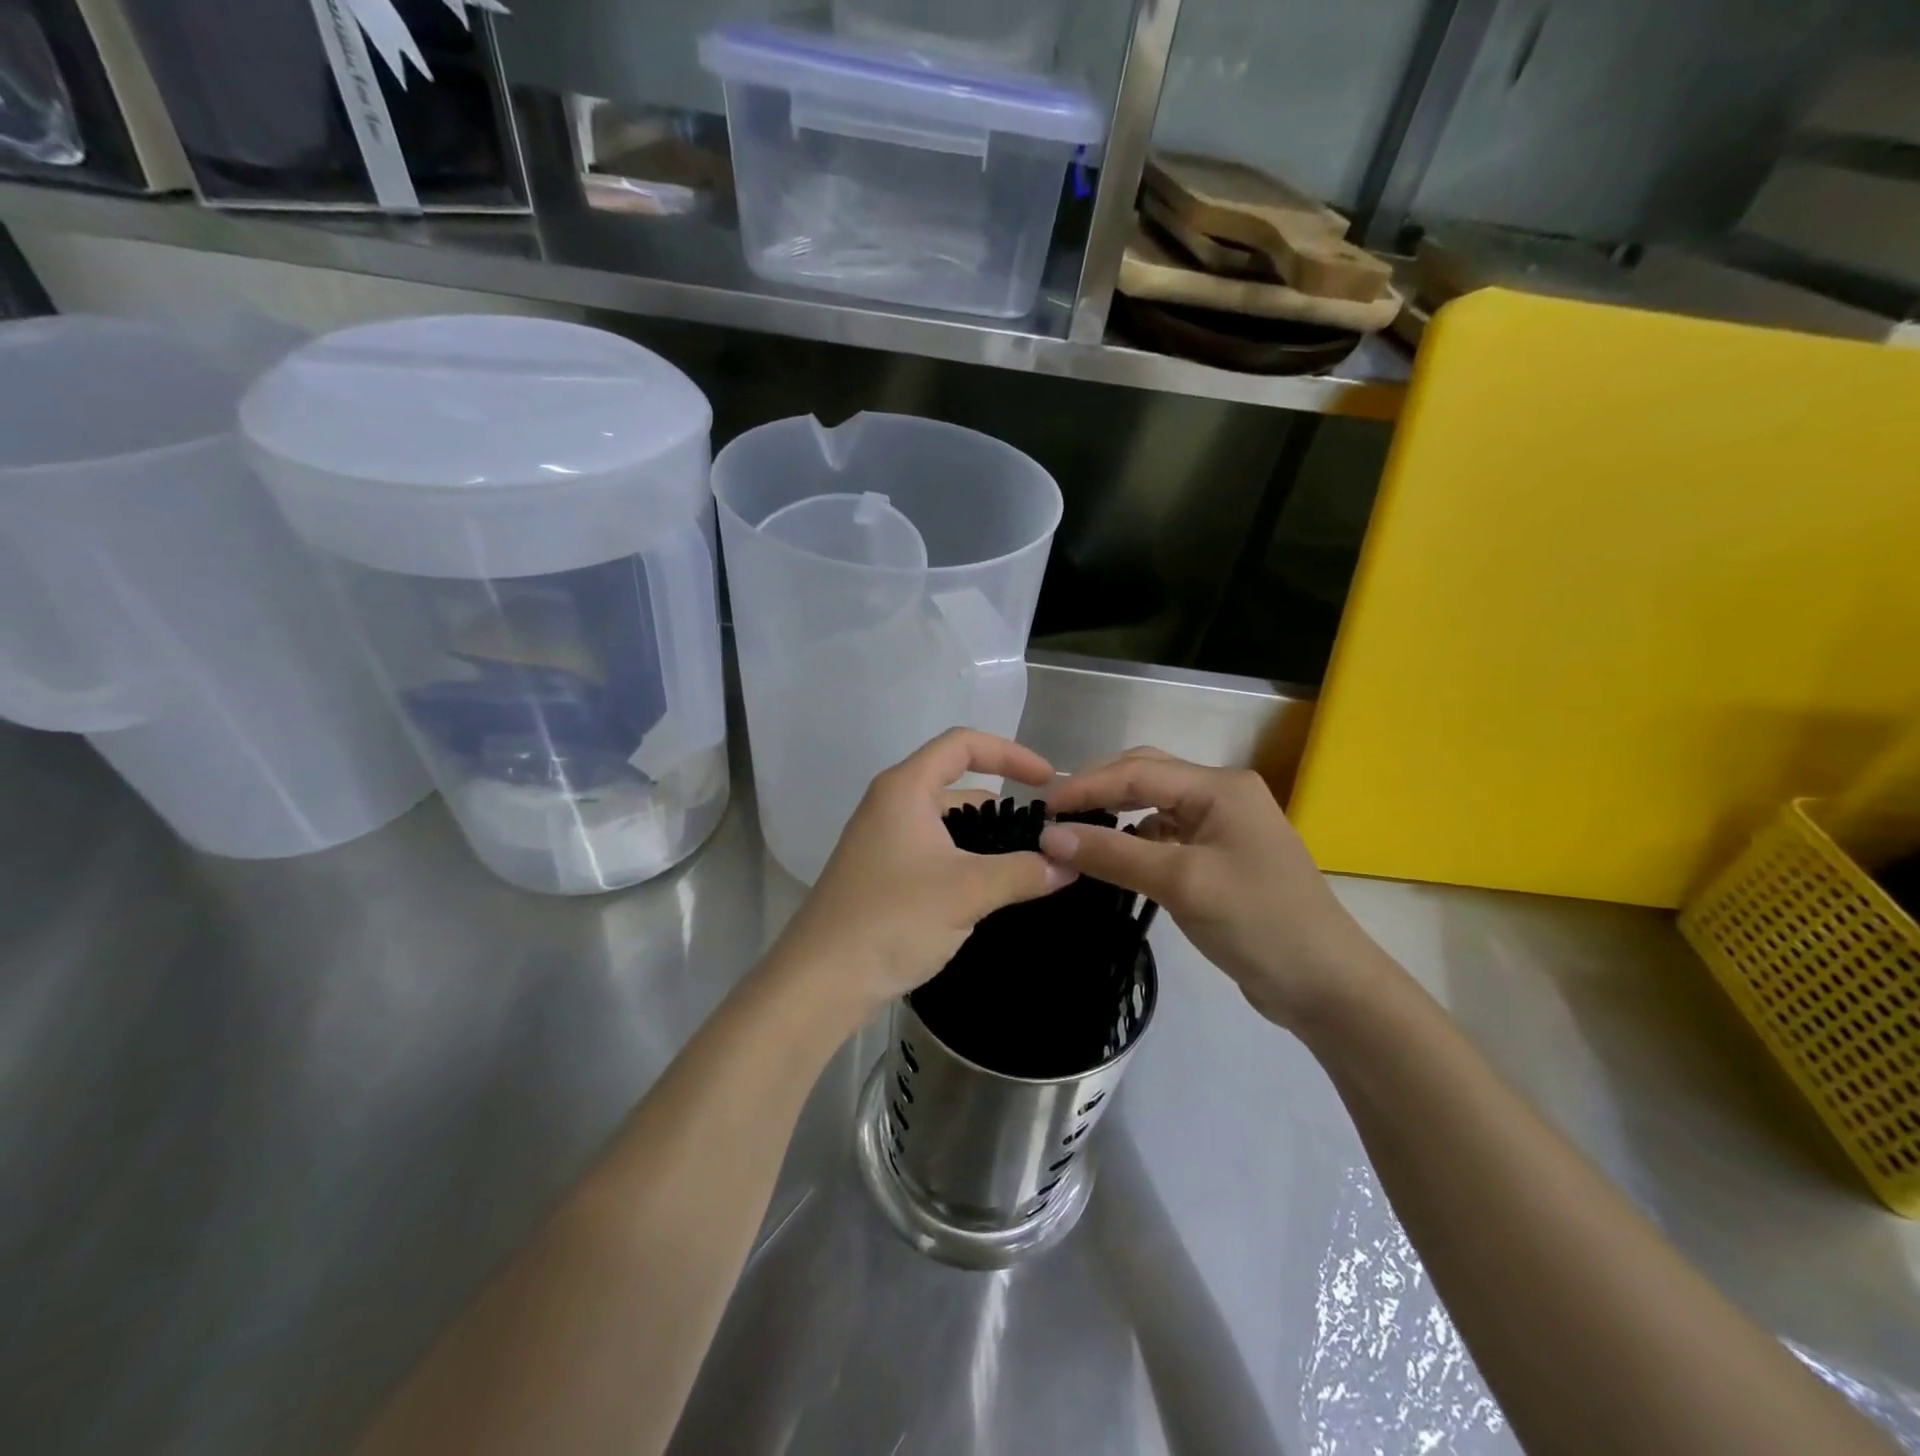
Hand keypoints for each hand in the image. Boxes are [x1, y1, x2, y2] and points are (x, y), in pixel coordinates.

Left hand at [768, 729, 1075, 1027]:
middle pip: (955, 782)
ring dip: (985, 835)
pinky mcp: (882, 872)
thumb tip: (1069, 864)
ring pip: (945, 822)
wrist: (822, 980)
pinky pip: (934, 849)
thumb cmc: (893, 918)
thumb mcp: (968, 891)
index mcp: (904, 788)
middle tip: (1044, 829)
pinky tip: (991, 887)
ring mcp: (883, 839)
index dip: (1010, 753)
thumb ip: (1023, 872)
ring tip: (1027, 861)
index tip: (1048, 781)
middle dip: (1002, 801)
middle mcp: (890, 804)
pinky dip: (965, 858)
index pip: (963, 744)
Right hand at [1040, 747, 1394, 1030]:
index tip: (1043, 809)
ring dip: (1117, 812)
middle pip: (1147, 776)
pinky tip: (1115, 855)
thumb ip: (1114, 854)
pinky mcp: (1221, 856)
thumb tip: (1049, 836)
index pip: (1138, 772)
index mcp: (1220, 787)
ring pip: (1156, 804)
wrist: (1326, 985)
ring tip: (1077, 831)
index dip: (1087, 786)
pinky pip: (1167, 834)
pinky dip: (1136, 838)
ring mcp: (1224, 825)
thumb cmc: (1258, 922)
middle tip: (1056, 815)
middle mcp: (1222, 795)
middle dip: (1100, 789)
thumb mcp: (1181, 883)